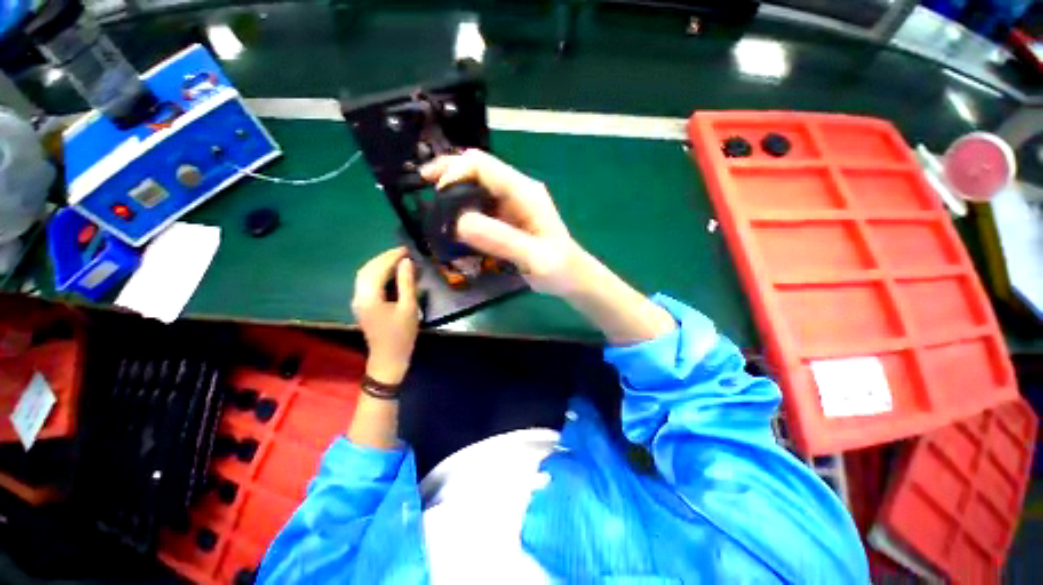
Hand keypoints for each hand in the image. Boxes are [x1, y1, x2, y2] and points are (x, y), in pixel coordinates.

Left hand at [352, 248, 418, 384]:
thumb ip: (406, 283)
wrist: (388, 358)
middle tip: (402, 252)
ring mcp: (357, 301)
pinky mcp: (361, 305)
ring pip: (364, 275)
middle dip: (383, 257)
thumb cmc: (402, 334)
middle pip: (367, 269)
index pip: (377, 269)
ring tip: (396, 259)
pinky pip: (365, 282)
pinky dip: (376, 273)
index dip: (391, 257)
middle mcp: (358, 296)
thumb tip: (406, 262)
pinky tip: (388, 272)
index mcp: (369, 297)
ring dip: (379, 264)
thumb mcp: (409, 308)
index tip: (406, 249)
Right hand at [420, 149, 583, 295]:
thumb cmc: (560, 269)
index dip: (456, 171)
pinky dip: (463, 209)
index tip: (437, 194)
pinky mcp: (508, 219)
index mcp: (525, 193)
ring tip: (433, 206)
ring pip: (477, 187)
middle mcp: (517, 192)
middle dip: (449, 173)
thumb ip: (502, 240)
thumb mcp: (534, 258)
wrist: (572, 278)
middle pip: (477, 169)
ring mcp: (512, 205)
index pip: (484, 166)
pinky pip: (480, 206)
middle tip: (424, 187)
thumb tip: (460, 222)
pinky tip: (452, 222)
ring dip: (454, 192)